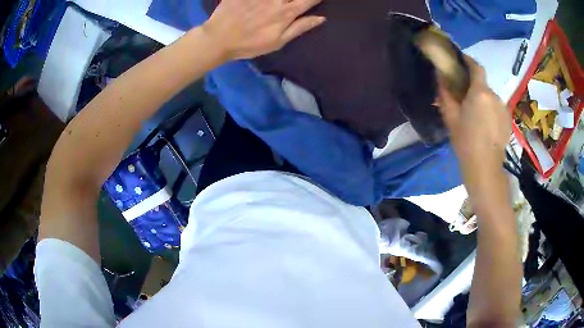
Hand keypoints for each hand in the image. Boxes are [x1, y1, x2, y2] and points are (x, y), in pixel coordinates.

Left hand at [203, 0, 324, 60]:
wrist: (218, 39)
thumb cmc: (249, 44)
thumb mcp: (277, 42)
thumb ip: (299, 28)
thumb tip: (321, 18)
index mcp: (286, 12)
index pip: (308, 0)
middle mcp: (275, 0)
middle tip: (297, 1)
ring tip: (280, 1)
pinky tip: (261, 0)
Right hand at [438, 56, 510, 199]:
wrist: (485, 168)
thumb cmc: (465, 142)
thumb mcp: (450, 117)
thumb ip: (445, 93)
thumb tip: (440, 75)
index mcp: (480, 92)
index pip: (476, 66)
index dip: (468, 60)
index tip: (460, 60)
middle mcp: (495, 96)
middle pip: (483, 84)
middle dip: (474, 86)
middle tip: (465, 98)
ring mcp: (504, 108)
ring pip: (491, 98)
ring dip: (483, 100)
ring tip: (476, 115)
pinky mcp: (508, 120)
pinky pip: (497, 109)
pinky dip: (491, 111)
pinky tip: (486, 125)